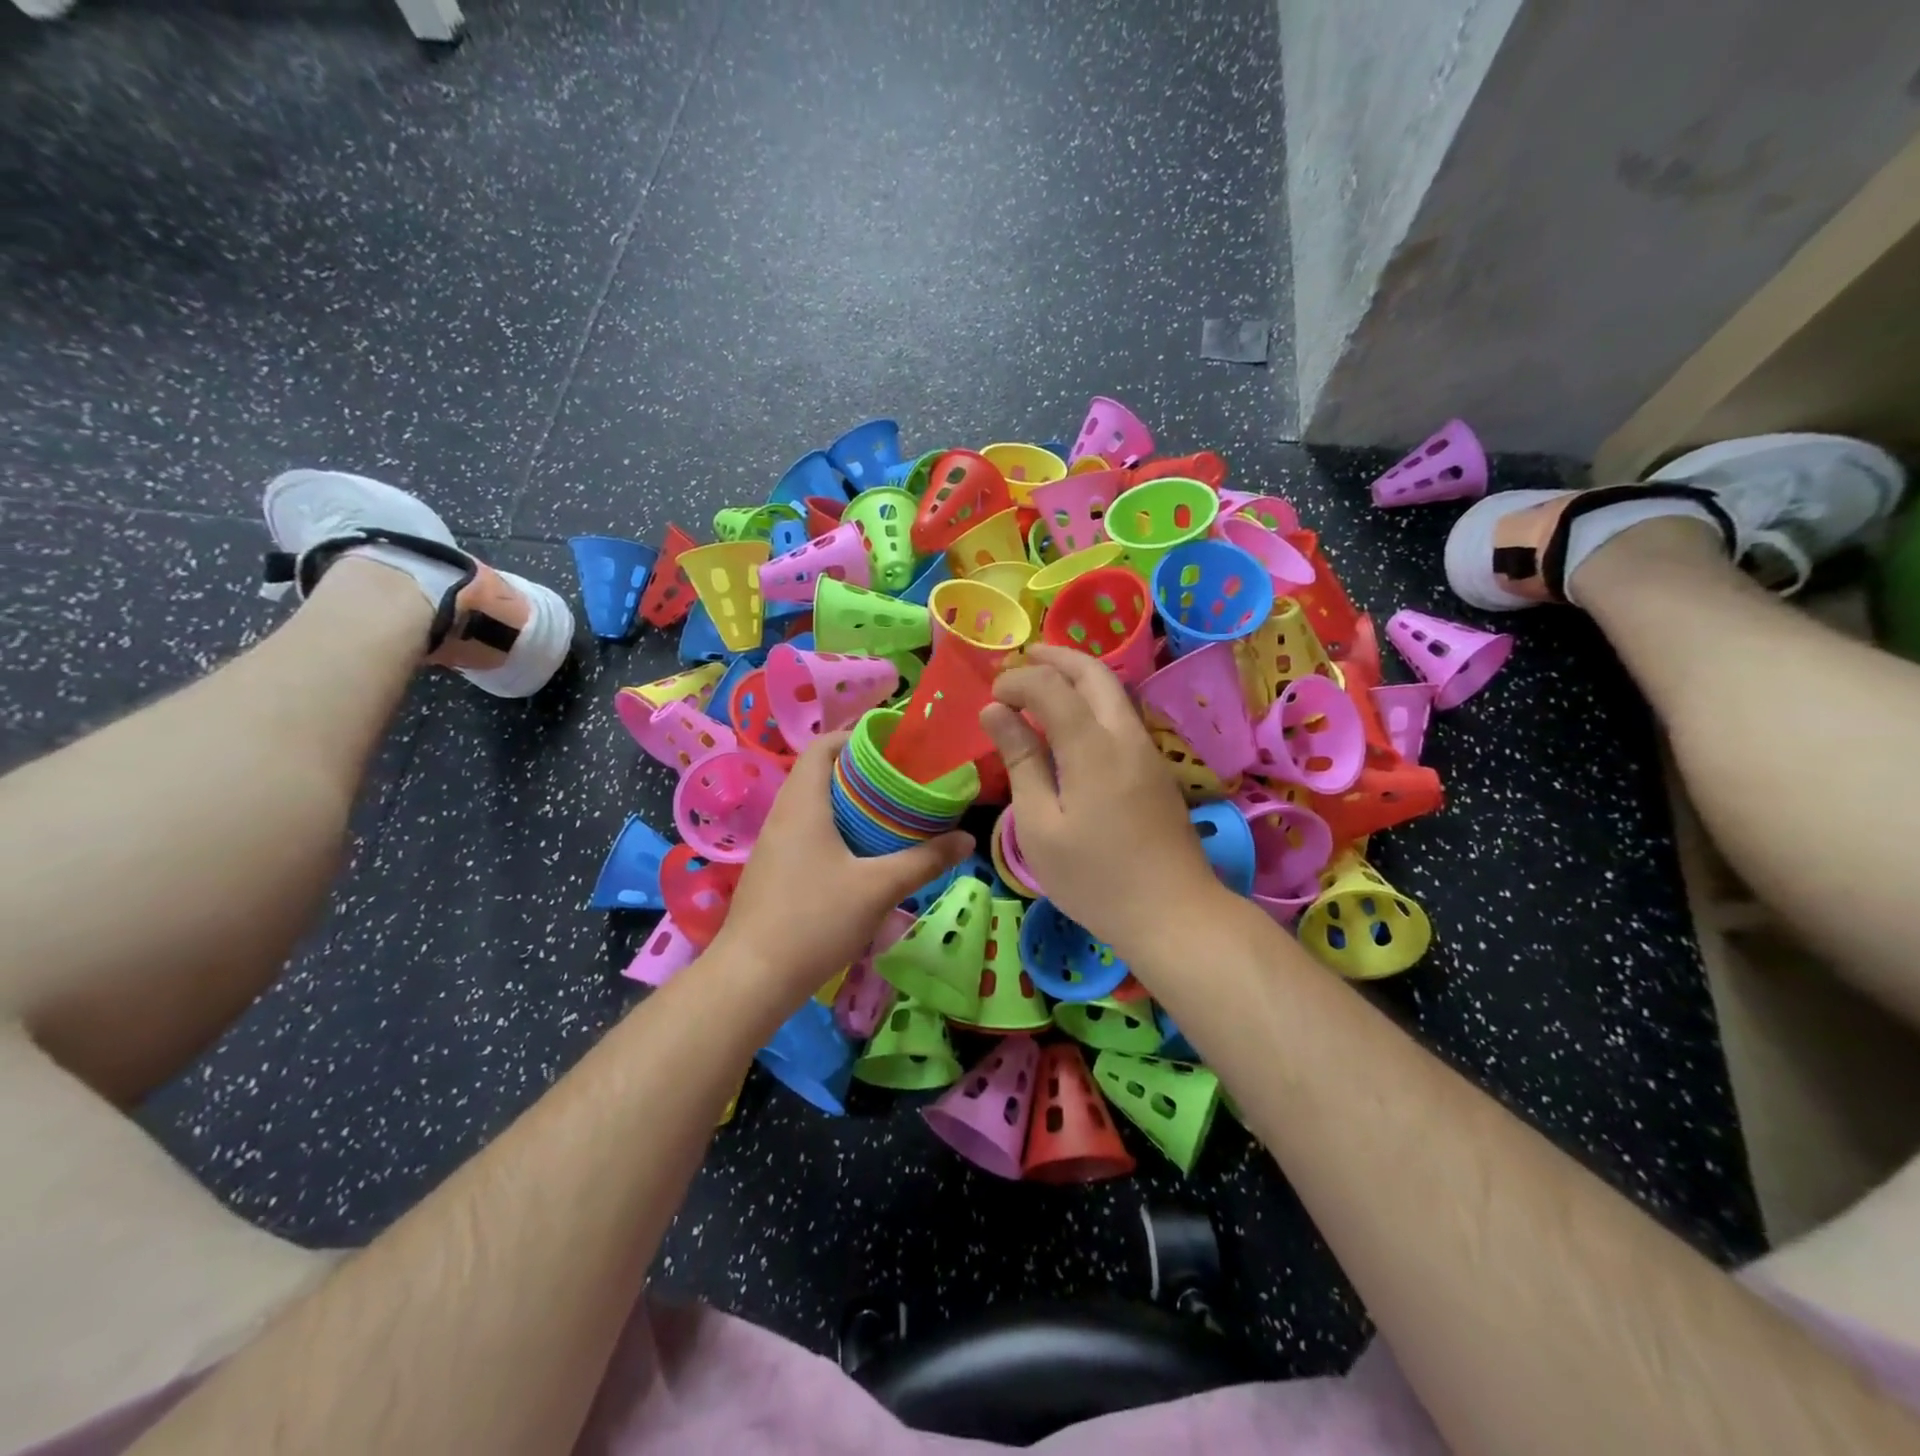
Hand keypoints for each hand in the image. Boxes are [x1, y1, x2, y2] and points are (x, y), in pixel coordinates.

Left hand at [712, 732, 971, 1005]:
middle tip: (904, 783)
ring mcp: (774, 844)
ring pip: (814, 805)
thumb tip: (967, 839)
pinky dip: (837, 829)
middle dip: (862, 772)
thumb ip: (925, 860)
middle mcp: (783, 814)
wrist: (753, 978)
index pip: (823, 745)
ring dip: (850, 803)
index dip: (856, 736)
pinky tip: (863, 856)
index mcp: (803, 803)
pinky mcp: (773, 871)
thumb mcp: (879, 888)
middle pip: (821, 773)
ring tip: (891, 816)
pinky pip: (807, 832)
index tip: (895, 747)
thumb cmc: (815, 920)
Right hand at [980, 644, 1224, 961]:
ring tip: (1042, 684)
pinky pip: (1121, 716)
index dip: (1018, 681)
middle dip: (1056, 657)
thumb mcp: (1040, 825)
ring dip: (1078, 676)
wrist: (1174, 914)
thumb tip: (996, 712)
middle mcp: (1125, 736)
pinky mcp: (1156, 770)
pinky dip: (1092, 701)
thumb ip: (1021, 761)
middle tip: (1022, 658)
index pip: (1051, 687)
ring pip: (1114, 692)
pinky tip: (1071, 723)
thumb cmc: (1095, 878)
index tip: (992, 697)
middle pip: (1094, 673)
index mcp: (1092, 748)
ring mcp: (1147, 751)